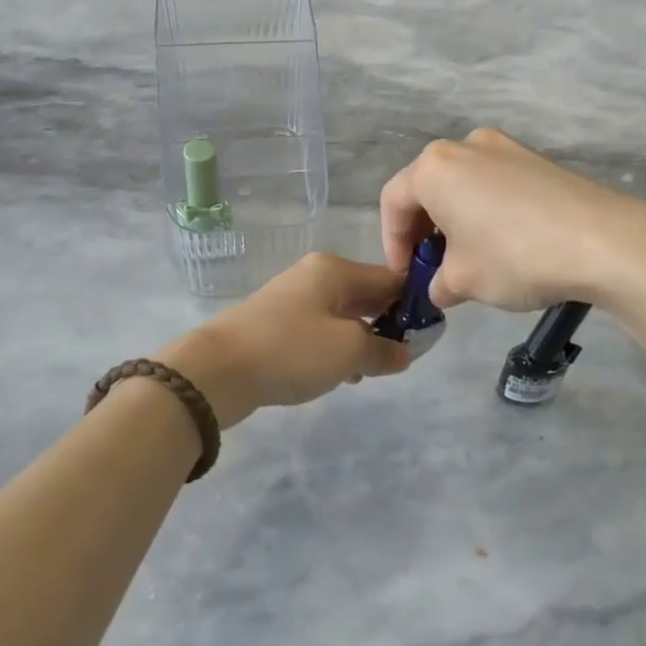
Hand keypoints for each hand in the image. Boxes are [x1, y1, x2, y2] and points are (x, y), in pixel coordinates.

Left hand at [158, 254, 410, 427]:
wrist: (217, 370)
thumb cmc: (291, 350)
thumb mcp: (348, 351)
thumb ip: (384, 350)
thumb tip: (404, 352)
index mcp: (335, 270)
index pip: (390, 278)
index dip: (413, 303)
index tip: (429, 333)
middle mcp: (314, 276)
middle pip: (366, 295)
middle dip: (387, 324)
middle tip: (402, 356)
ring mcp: (292, 299)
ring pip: (343, 315)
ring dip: (361, 340)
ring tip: (370, 371)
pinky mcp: (276, 324)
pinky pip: (319, 331)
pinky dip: (335, 348)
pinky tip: (338, 375)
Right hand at [378, 130, 645, 349]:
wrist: (604, 240)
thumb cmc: (515, 257)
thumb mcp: (463, 281)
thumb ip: (438, 283)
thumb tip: (441, 286)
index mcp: (434, 168)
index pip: (393, 203)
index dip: (392, 244)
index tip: (406, 278)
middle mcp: (464, 146)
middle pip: (427, 188)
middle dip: (423, 231)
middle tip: (432, 268)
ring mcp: (504, 147)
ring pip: (462, 185)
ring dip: (455, 221)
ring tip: (469, 258)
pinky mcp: (536, 159)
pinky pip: (494, 184)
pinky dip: (485, 211)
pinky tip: (504, 243)